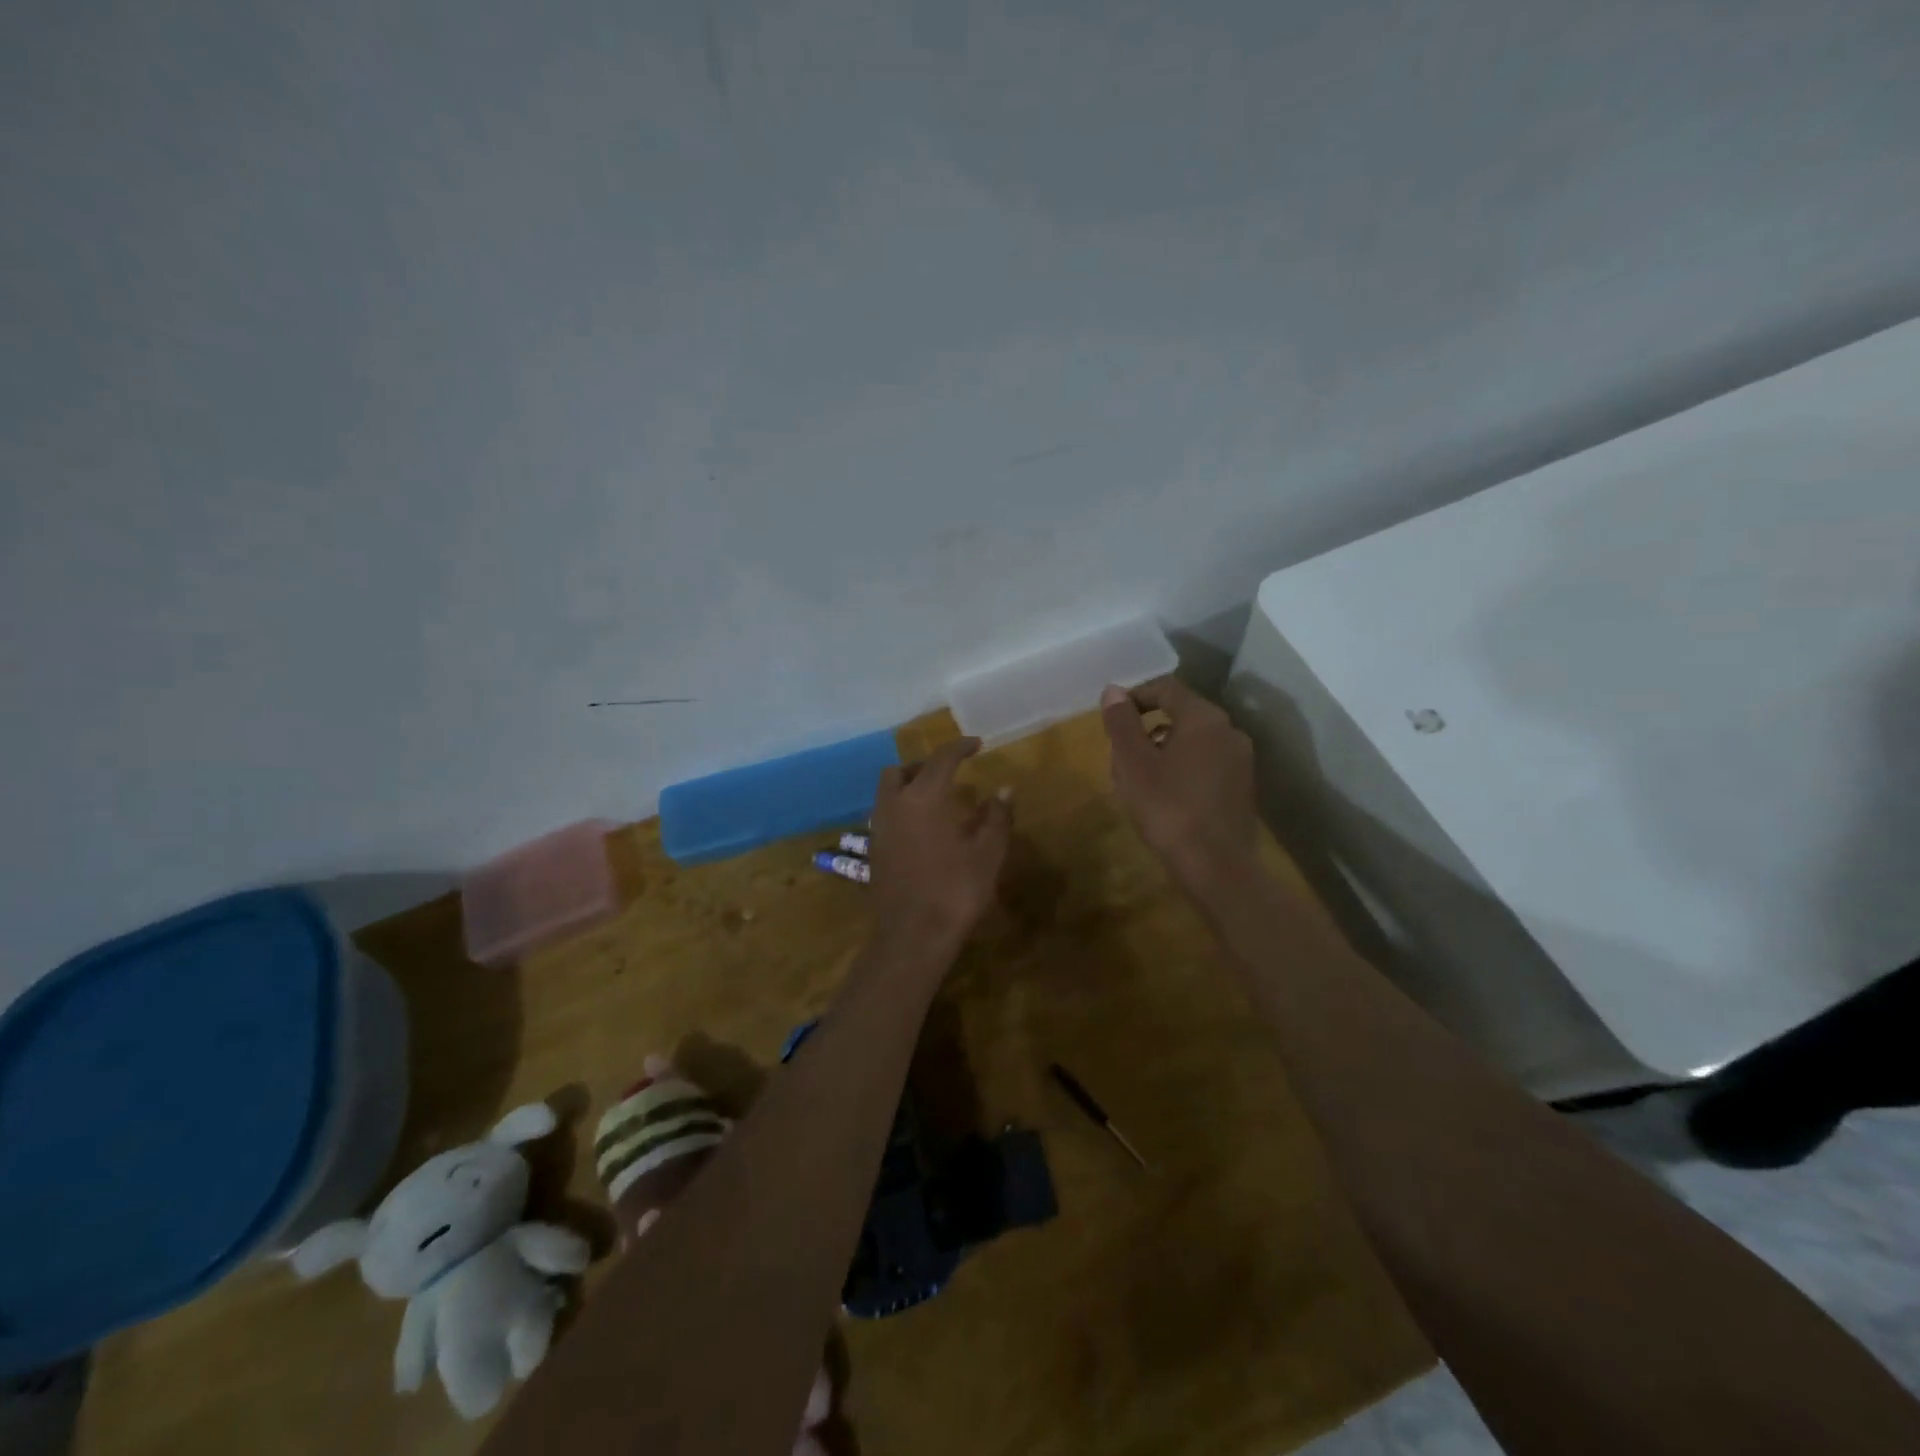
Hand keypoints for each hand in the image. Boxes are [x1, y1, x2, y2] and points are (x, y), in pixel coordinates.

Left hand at [869, 737, 1012, 952]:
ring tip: (937, 798)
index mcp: (923, 797)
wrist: (911, 937)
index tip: (977, 745)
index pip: (941, 758)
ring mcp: (878, 828)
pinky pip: (885, 814)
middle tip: (950, 772)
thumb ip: (996, 817)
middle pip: (902, 770)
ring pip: (888, 791)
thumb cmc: (955, 891)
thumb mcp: (987, 853)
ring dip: (909, 785)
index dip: (960, 747)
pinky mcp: (873, 850)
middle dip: (925, 765)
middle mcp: (894, 804)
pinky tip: (923, 827)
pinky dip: (902, 808)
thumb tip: (1004, 789)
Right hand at [1101, 677, 1257, 892]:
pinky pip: (1206, 765)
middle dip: (1147, 728)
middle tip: (1120, 754)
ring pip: (1194, 742)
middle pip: (1181, 715)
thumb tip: (1113, 691)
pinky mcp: (1242, 789)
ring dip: (1163, 751)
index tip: (1112, 716)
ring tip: (1137, 779)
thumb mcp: (1133, 763)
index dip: (1136, 697)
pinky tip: (1165, 797)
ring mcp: (1241, 762)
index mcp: (1204, 718)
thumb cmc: (1168, 807)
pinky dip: (1182, 770)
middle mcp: (1229, 731)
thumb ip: (1122, 723)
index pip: (1166, 689)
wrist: (1216, 866)